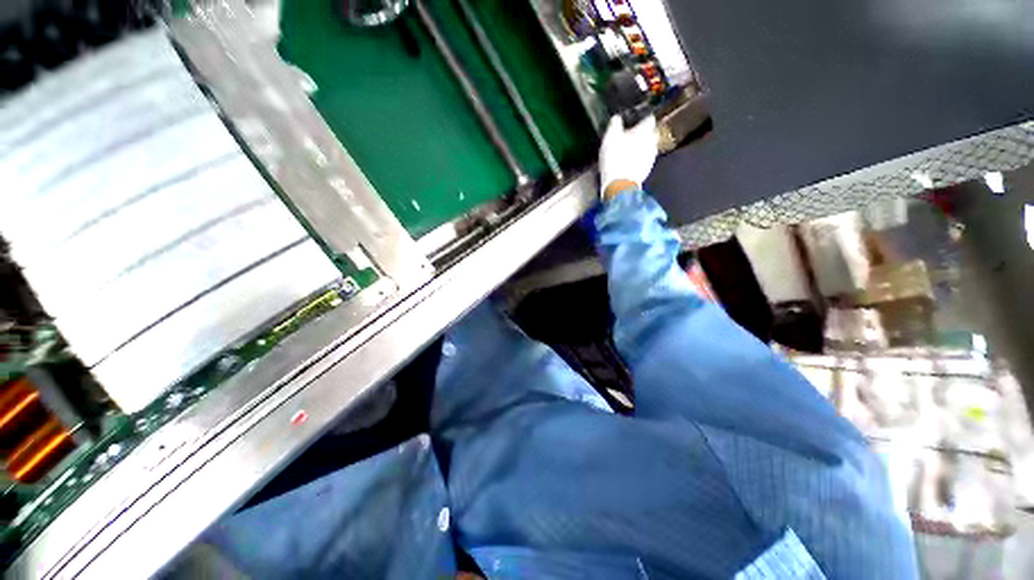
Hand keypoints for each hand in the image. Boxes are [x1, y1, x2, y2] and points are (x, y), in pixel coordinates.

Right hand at [599, 114, 657, 198]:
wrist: (620, 184)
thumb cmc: (615, 157)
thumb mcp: (610, 138)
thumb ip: (614, 125)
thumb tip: (616, 117)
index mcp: (645, 130)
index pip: (649, 118)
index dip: (643, 118)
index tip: (636, 121)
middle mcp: (652, 142)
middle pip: (651, 134)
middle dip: (644, 134)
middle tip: (632, 136)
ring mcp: (651, 157)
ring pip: (649, 147)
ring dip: (642, 147)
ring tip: (630, 151)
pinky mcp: (647, 170)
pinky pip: (645, 160)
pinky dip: (639, 159)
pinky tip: (630, 162)